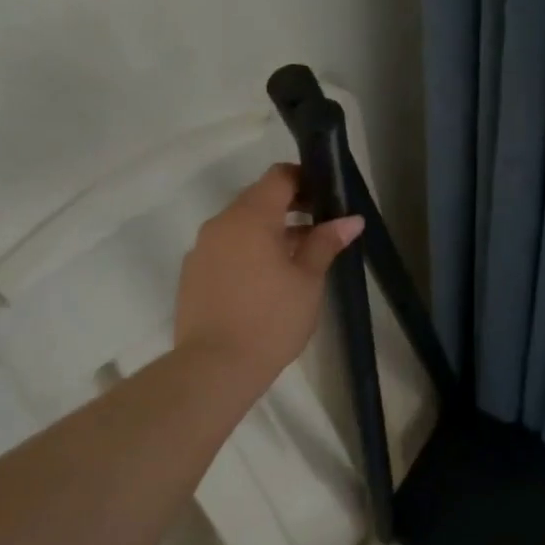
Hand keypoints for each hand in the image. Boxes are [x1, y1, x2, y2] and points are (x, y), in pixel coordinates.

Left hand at [174, 164, 363, 381]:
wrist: (214, 368)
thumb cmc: (271, 319)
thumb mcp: (308, 280)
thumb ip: (326, 242)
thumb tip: (352, 219)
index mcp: (251, 217)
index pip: (279, 176)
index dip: (305, 179)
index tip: (326, 198)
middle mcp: (221, 224)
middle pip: (258, 199)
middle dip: (289, 208)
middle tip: (319, 231)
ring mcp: (202, 249)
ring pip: (240, 225)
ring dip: (268, 232)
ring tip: (296, 261)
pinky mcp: (192, 274)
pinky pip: (225, 248)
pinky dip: (247, 252)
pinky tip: (265, 282)